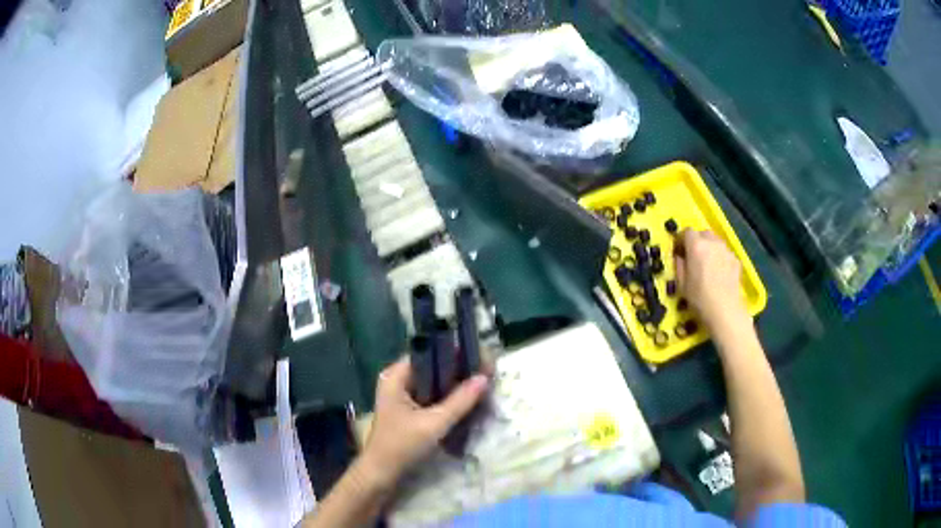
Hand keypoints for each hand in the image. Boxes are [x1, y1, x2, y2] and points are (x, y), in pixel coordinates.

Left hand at [359, 356, 488, 489]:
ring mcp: (402, 395)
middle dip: (458, 370)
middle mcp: (397, 380)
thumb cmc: (402, 446)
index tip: (478, 358)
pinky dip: (447, 397)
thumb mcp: (434, 423)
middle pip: (432, 367)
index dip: (453, 353)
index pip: (428, 352)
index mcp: (396, 376)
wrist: (381, 474)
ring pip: (433, 383)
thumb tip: (485, 377)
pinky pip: (431, 396)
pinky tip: (466, 400)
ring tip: (481, 384)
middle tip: (486, 372)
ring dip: (454, 385)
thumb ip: (460, 401)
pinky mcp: (408, 410)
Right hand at [674, 229, 747, 330]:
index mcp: (696, 246)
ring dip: (709, 248)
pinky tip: (718, 272)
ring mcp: (726, 250)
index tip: (679, 251)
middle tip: (693, 256)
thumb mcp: (681, 284)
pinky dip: (719, 257)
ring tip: (707, 264)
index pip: (686, 232)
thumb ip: (679, 265)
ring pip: (715, 241)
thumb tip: (679, 256)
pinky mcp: (736, 259)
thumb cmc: (699, 299)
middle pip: (703, 233)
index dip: (681, 240)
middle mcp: (712, 242)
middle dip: (696, 241)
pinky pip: (724, 252)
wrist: (725, 311)